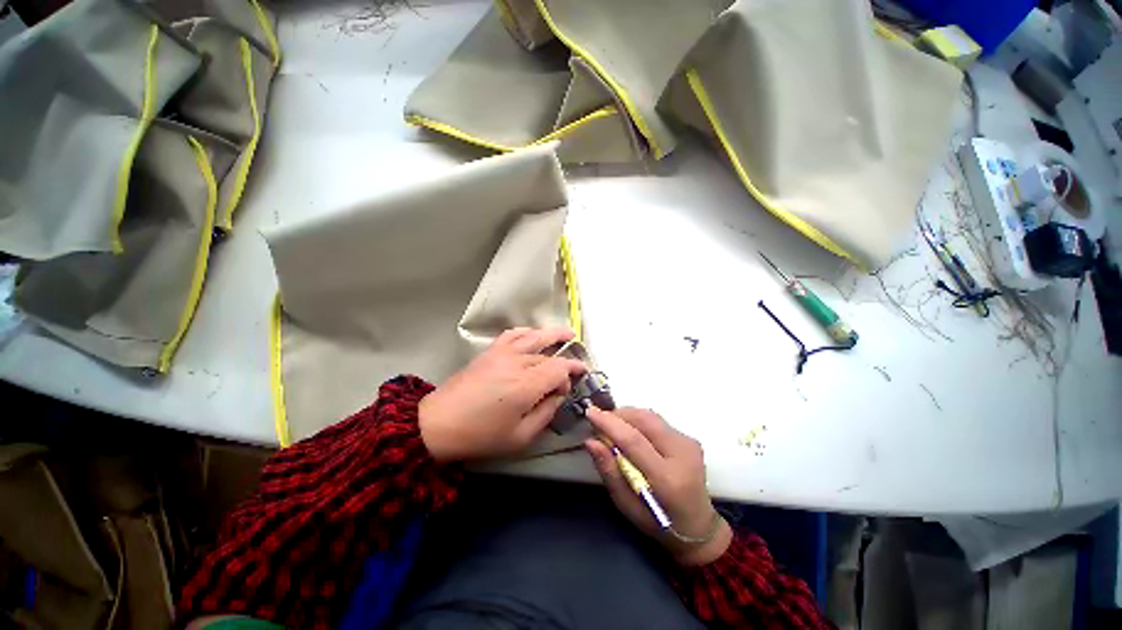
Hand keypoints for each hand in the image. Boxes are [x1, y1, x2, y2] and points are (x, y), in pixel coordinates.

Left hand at [419, 328, 586, 461]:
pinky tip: (534, 334)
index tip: (572, 386)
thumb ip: (546, 414)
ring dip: (554, 334)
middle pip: (550, 355)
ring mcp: (503, 353)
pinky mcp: (490, 351)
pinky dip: (527, 331)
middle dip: (565, 361)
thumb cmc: (481, 435)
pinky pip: (513, 333)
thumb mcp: (521, 437)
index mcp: (527, 385)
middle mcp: (518, 363)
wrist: (440, 423)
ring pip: (535, 337)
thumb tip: (559, 396)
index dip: (571, 374)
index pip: (560, 369)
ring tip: (568, 334)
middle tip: (575, 366)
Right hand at [585, 408, 731, 565]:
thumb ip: (609, 471)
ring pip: (651, 416)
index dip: (610, 423)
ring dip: (628, 415)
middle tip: (600, 421)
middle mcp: (682, 454)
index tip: (590, 412)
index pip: (634, 440)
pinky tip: (631, 432)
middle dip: (618, 414)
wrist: (698, 526)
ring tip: (612, 426)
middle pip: (645, 419)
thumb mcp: (626, 505)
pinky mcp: (689, 438)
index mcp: (667, 479)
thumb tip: (590, 441)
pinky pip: (657, 421)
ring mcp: (689, 443)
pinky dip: (639, 421)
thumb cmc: (658, 522)